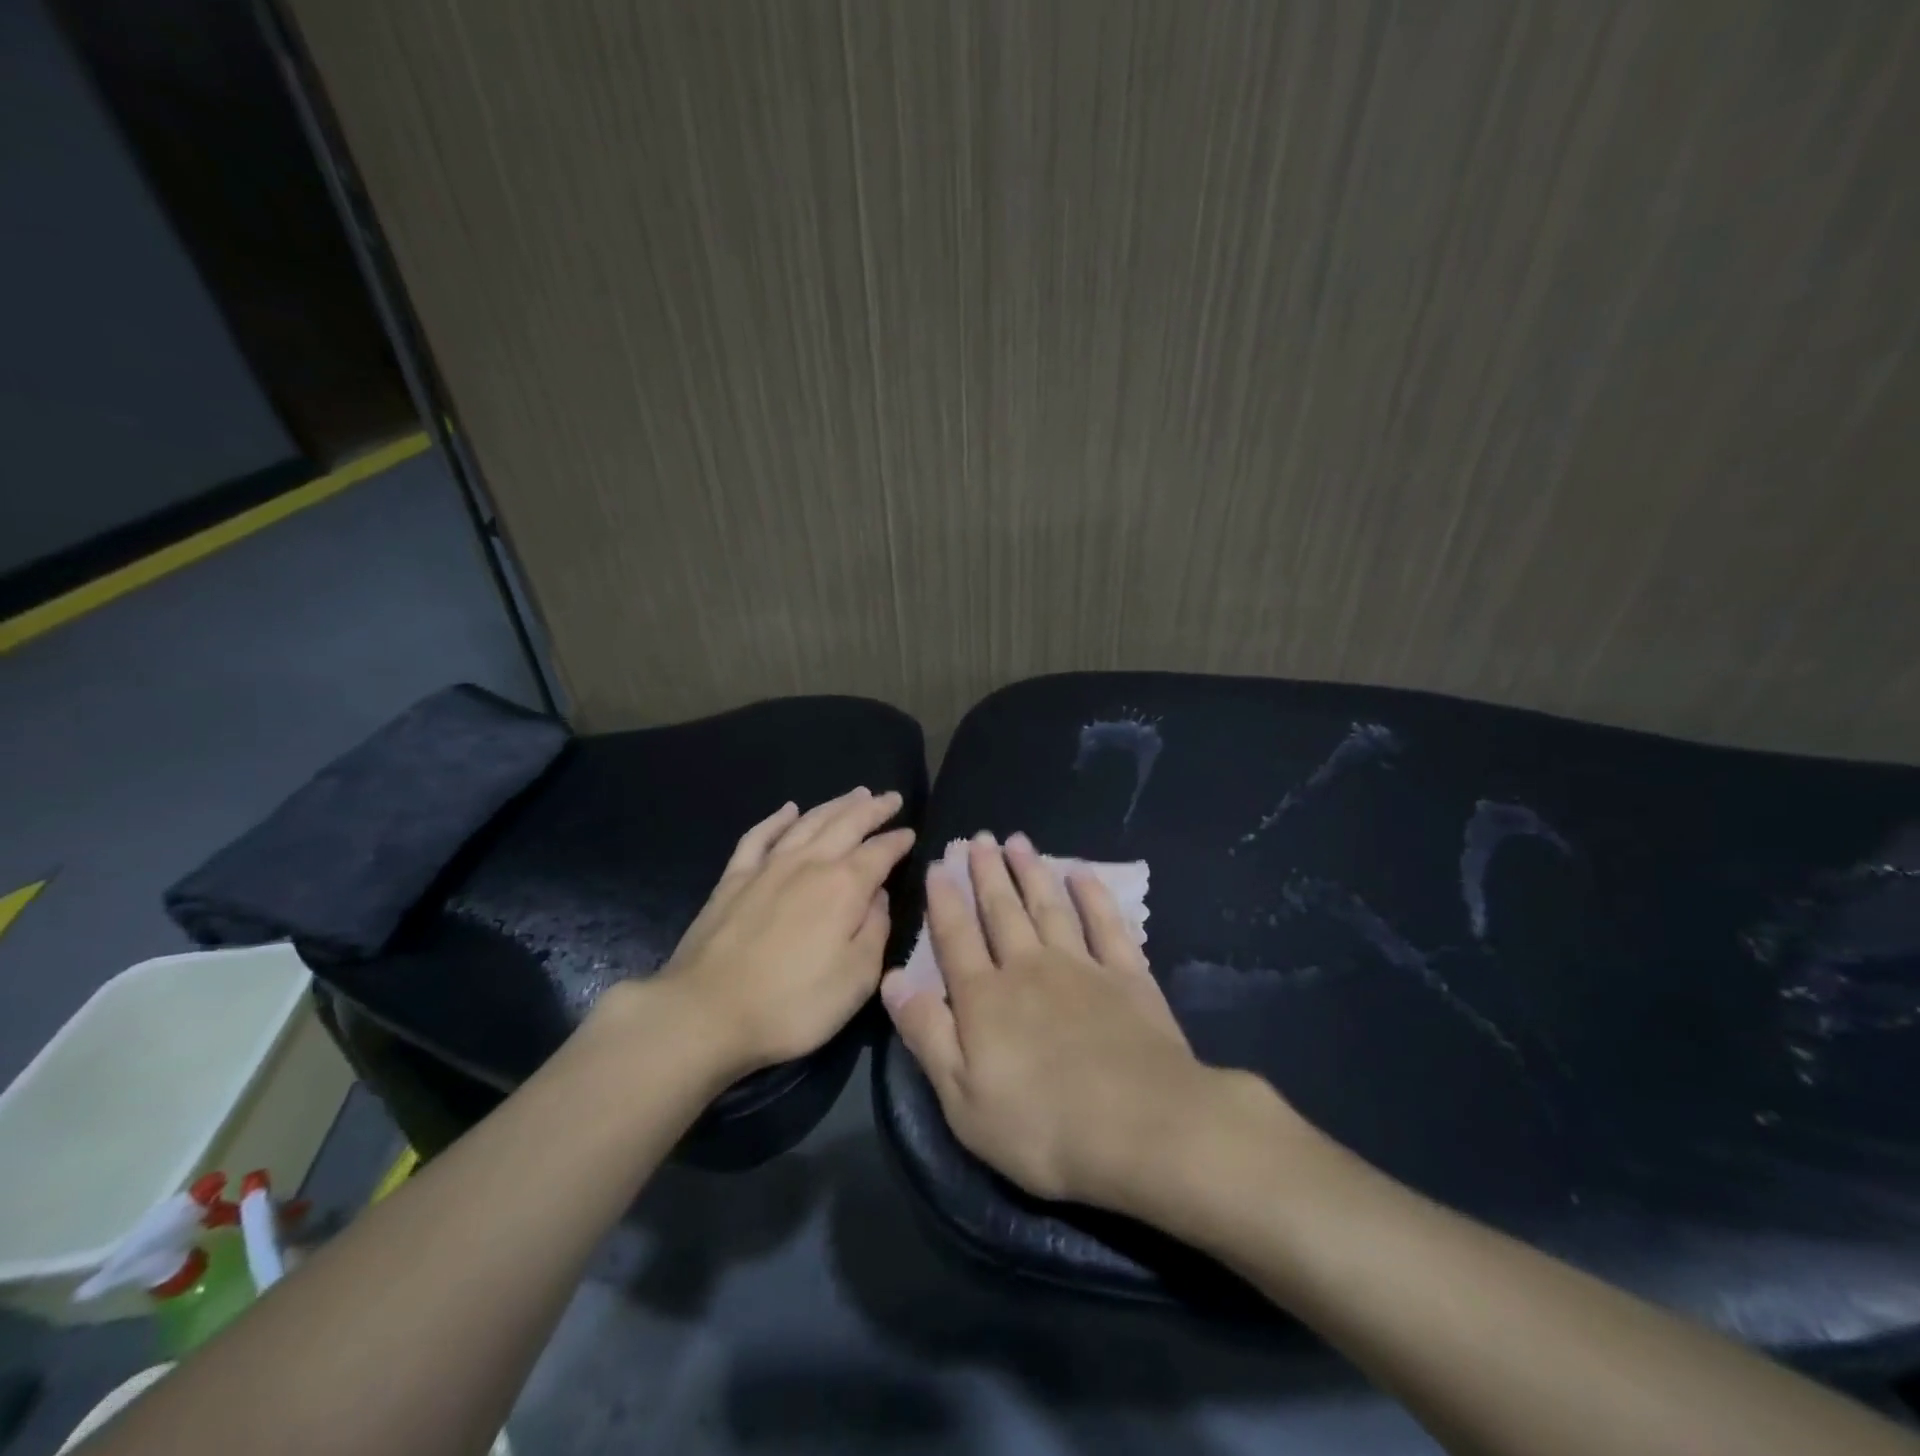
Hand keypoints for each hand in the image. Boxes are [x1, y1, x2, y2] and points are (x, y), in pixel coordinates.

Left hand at [642, 788, 914, 1077]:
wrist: (706, 1013)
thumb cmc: (792, 1003)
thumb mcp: (857, 978)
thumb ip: (876, 930)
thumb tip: (879, 896)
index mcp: (844, 886)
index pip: (880, 852)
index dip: (899, 841)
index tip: (912, 833)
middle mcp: (809, 864)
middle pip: (847, 824)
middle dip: (873, 808)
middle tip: (890, 797)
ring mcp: (767, 867)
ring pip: (808, 822)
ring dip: (834, 805)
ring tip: (854, 794)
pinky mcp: (733, 879)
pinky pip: (759, 836)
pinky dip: (777, 819)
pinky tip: (788, 810)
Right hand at [882, 831, 1277, 1209]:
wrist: (1144, 1128)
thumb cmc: (1043, 1127)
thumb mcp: (963, 1099)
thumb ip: (927, 1033)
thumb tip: (891, 980)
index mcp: (985, 998)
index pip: (955, 938)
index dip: (944, 900)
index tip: (939, 865)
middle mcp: (1029, 967)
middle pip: (1001, 911)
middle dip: (986, 872)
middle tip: (978, 838)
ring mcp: (1081, 966)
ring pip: (1048, 906)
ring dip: (1031, 871)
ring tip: (1017, 841)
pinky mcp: (1127, 975)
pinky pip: (1105, 923)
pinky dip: (1092, 895)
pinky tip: (1081, 873)